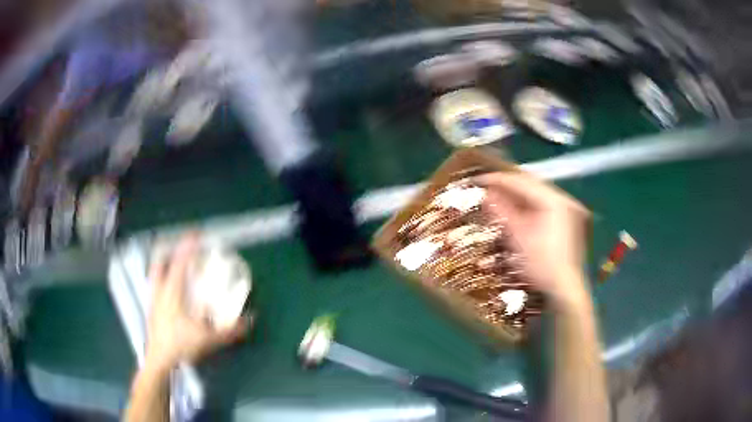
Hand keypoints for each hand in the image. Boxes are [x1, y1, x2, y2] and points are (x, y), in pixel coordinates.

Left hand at [144, 233, 250, 373]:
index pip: (180, 262)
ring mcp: (153, 300)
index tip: (197, 234)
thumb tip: (250, 320)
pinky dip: (160, 281)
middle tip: (181, 250)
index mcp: (173, 292)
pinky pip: (154, 287)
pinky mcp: (151, 309)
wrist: (159, 360)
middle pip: (160, 262)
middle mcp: (160, 291)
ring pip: (154, 274)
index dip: (188, 246)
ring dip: (163, 265)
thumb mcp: (209, 339)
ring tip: (173, 266)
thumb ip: (230, 330)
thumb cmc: (180, 345)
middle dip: (169, 251)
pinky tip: (169, 292)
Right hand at [474, 172, 590, 307]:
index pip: (521, 182)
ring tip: (496, 199)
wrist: (564, 291)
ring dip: (516, 197)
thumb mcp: (518, 238)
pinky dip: (526, 208)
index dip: (497, 180)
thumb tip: (486, 193)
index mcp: (554, 200)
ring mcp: (567, 211)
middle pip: (530, 186)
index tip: (477, 181)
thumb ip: (502, 211)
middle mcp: (563, 200)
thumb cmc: (541, 265)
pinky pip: (543, 207)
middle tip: (486, 188)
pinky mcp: (566, 222)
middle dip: (507, 187)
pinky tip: (514, 213)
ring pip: (536, 196)